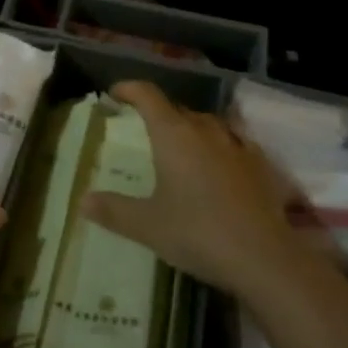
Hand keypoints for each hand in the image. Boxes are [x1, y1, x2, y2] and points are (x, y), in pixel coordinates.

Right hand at [81, 82, 306, 297]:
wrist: (264, 258)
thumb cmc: (198, 233)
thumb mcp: (147, 225)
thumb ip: (114, 210)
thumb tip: (83, 200)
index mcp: (173, 134)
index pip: (147, 95)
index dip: (129, 89)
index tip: (115, 93)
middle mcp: (204, 130)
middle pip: (177, 109)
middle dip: (159, 114)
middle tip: (145, 131)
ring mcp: (236, 145)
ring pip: (207, 124)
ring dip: (190, 128)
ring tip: (181, 148)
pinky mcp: (260, 164)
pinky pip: (234, 143)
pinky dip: (220, 147)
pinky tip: (220, 166)